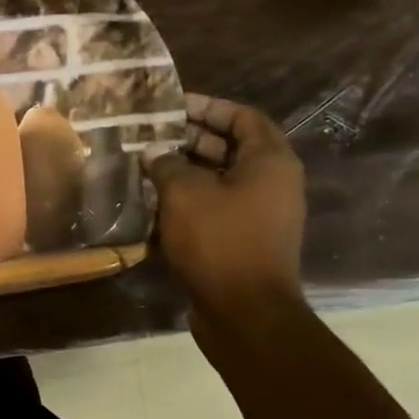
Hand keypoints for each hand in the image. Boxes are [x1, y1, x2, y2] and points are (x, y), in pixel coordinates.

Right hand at [146, 93, 306, 337]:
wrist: (245, 312)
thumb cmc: (219, 241)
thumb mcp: (185, 193)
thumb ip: (167, 164)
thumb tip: (155, 154)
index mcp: (270, 162)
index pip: (243, 117)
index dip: (208, 106)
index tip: (171, 106)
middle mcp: (272, 183)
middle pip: (231, 146)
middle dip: (190, 137)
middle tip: (151, 135)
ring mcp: (261, 213)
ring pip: (220, 178)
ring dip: (185, 170)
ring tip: (146, 165)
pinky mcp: (245, 239)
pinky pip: (217, 205)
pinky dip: (190, 199)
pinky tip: (155, 201)